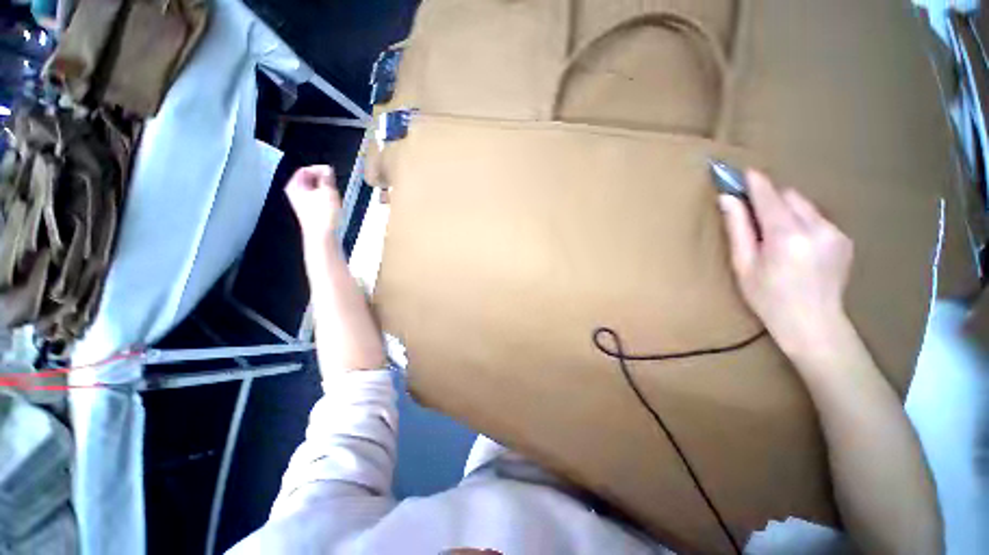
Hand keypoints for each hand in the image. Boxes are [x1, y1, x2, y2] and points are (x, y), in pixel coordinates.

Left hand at [285, 165, 341, 241]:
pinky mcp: (308, 211)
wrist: (322, 236)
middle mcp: (294, 193)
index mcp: (294, 186)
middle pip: (308, 180)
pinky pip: (316, 198)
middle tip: (333, 182)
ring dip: (325, 189)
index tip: (331, 172)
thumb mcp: (328, 192)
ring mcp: (301, 203)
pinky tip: (332, 203)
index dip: (319, 169)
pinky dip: (324, 197)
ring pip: (313, 189)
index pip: (305, 170)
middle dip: (322, 179)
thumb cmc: (323, 214)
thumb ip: (327, 178)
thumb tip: (327, 169)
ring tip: (334, 193)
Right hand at [719, 170, 853, 357]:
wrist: (814, 324)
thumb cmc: (768, 298)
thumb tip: (727, 199)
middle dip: (771, 200)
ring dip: (787, 211)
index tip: (742, 171)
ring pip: (805, 206)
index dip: (754, 182)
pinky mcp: (845, 239)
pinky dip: (804, 223)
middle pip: (790, 196)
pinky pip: (819, 218)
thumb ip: (738, 228)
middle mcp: (816, 227)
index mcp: (786, 235)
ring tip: (778, 237)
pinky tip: (798, 247)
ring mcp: (835, 232)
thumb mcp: (744, 265)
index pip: (769, 195)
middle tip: (755, 218)